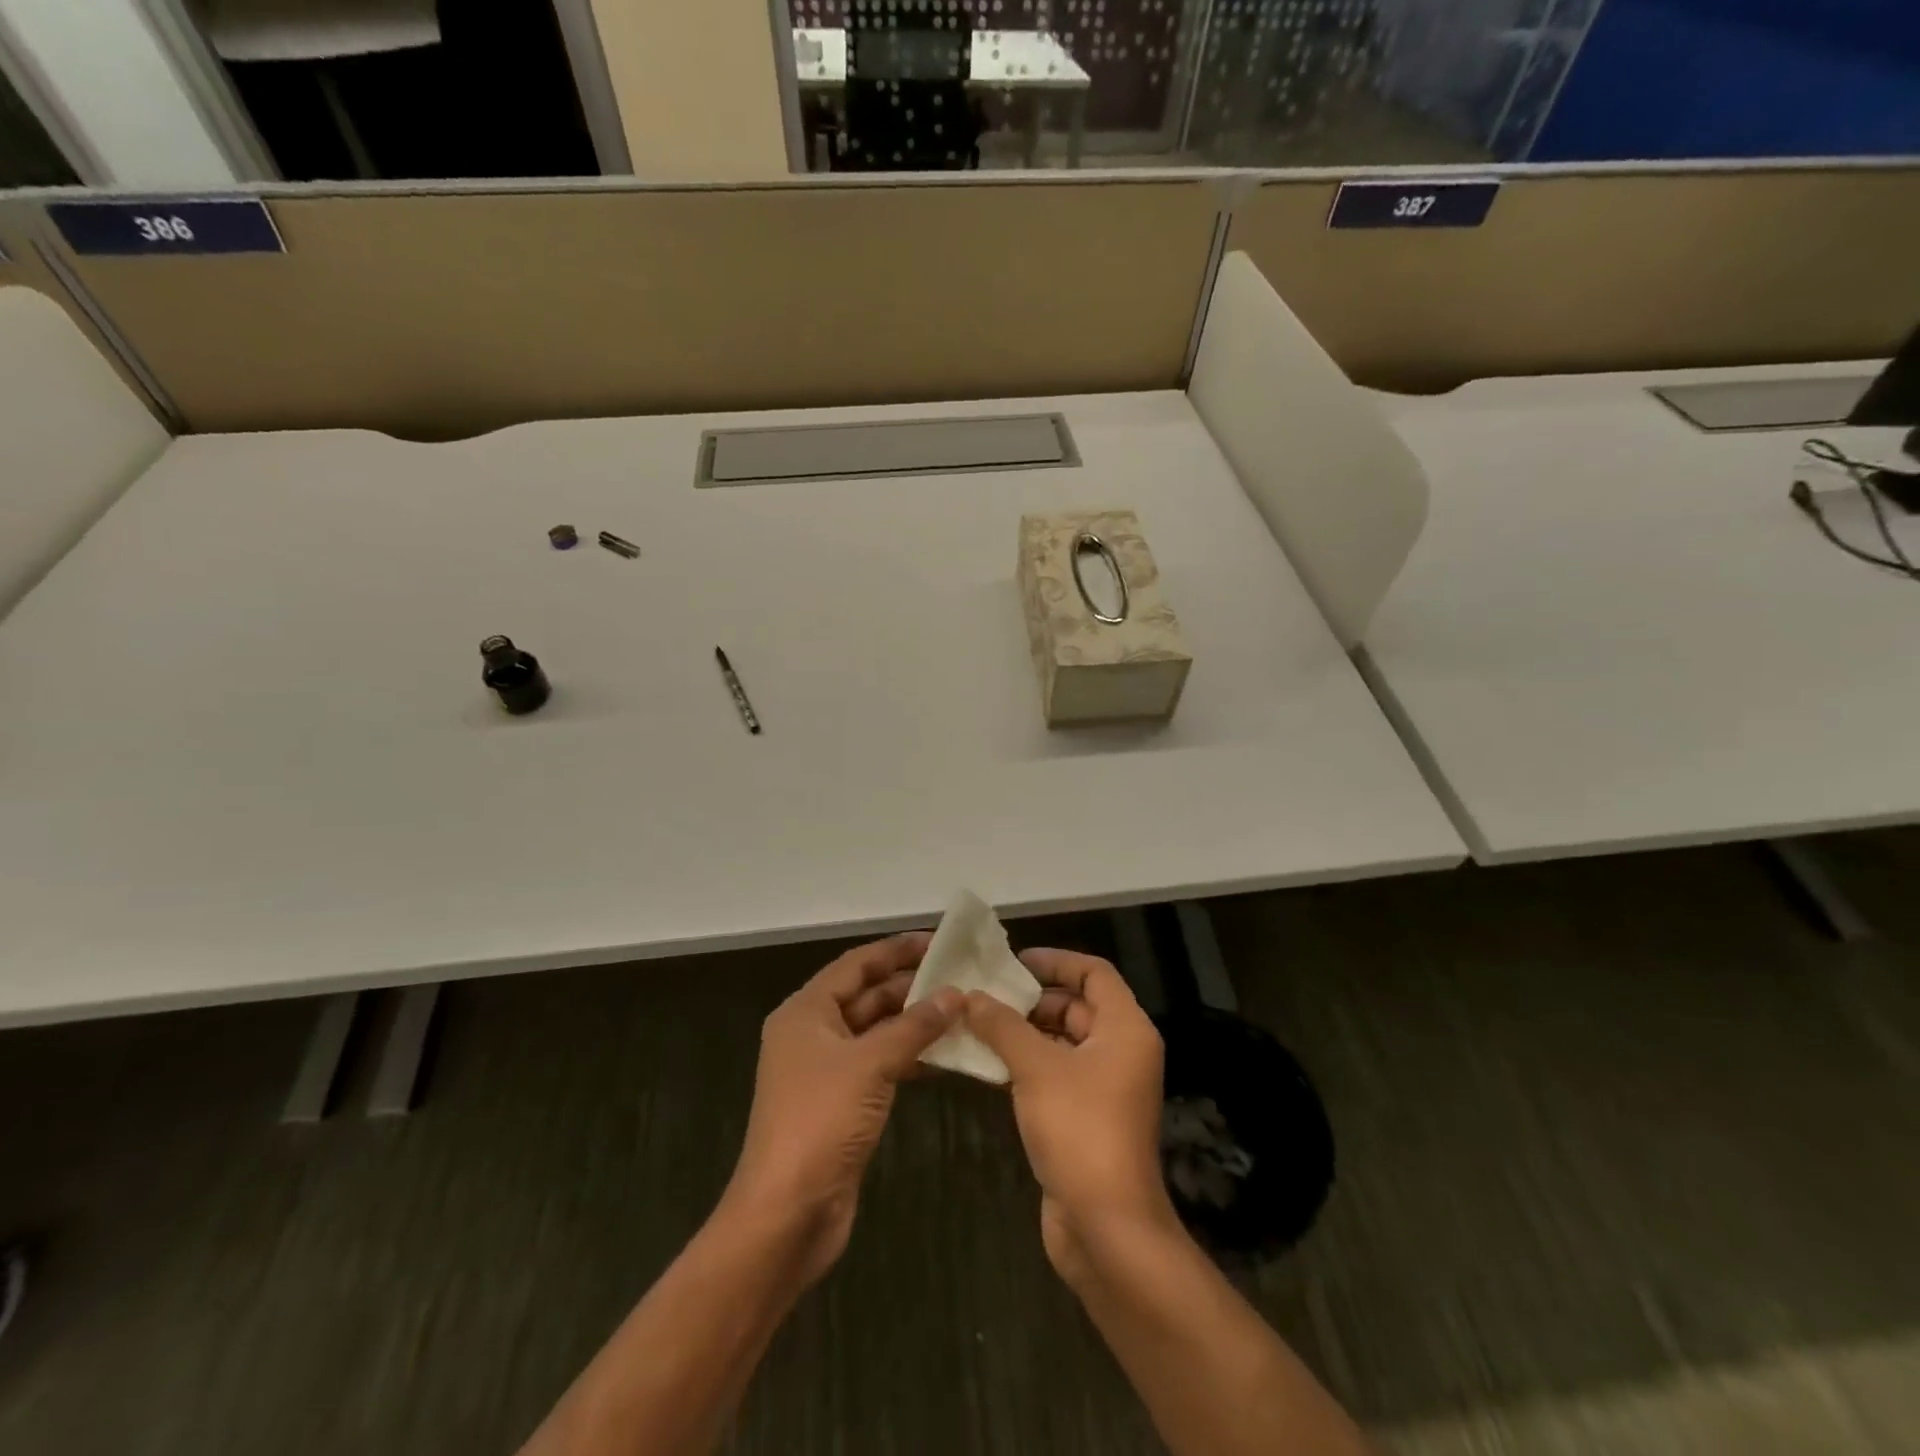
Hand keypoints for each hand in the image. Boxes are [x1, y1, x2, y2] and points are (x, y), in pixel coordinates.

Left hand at [723, 932, 960, 1287]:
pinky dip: (909, 1057)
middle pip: (866, 996)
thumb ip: (914, 1027)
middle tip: (960, 976)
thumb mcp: (870, 1065)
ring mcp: (827, 1071)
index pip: (855, 965)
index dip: (896, 950)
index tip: (938, 941)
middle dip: (910, 986)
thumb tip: (956, 994)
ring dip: (914, 1023)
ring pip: (876, 1032)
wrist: (787, 1213)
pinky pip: (880, 1065)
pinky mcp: (842, 1103)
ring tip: (961, 1011)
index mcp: (805, 1012)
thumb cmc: (821, 1122)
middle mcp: (812, 1034)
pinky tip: (944, 1056)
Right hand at [962, 948, 1174, 1284]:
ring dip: (1023, 1033)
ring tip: (975, 1024)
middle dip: (1031, 999)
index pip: (1094, 973)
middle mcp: (1121, 1051)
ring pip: (1062, 1042)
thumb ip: (1002, 1026)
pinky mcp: (1086, 1117)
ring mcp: (1104, 1087)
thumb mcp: (1036, 1068)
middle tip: (984, 995)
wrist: (1106, 1228)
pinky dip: (1025, 1065)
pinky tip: (986, 1064)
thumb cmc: (1079, 1130)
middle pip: (1076, 1006)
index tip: (1014, 962)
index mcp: (1125, 1029)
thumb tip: (970, 996)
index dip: (1056, 961)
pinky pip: (1055, 1074)